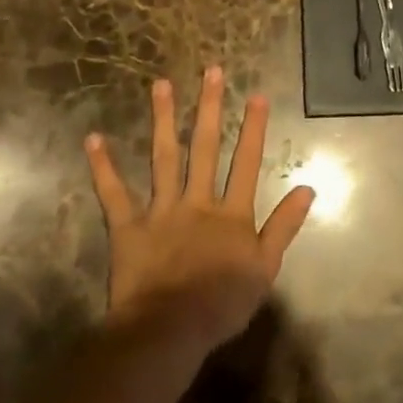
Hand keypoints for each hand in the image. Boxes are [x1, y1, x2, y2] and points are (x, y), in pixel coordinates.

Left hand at [84, 66, 313, 358]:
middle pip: (206, 147)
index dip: (254, 128)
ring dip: (164, 120)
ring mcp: (162, 210)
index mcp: (230, 213)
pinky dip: (103, 167)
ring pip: (165, 157)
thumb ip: (284, 226)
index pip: (247, 162)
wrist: (169, 332)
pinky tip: (93, 139)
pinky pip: (114, 193)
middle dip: (210, 107)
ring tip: (161, 85)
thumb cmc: (221, 304)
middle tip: (211, 70)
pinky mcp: (129, 227)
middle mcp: (197, 200)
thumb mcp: (264, 268)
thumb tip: (308, 188)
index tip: (257, 94)